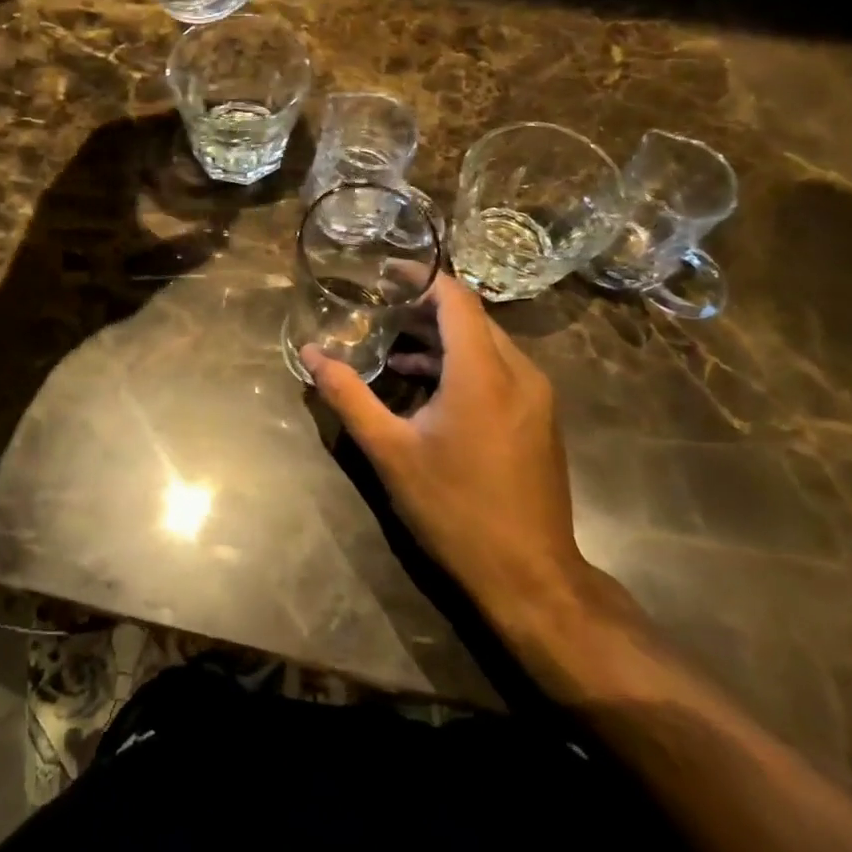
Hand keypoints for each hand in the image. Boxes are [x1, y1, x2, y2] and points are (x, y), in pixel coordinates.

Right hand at [301, 276, 600, 635]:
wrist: (530, 576)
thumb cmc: (455, 509)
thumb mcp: (390, 451)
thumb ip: (348, 395)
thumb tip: (311, 354)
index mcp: (483, 372)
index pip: (456, 298)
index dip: (421, 277)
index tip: (385, 274)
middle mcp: (518, 372)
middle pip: (471, 318)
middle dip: (424, 308)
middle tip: (380, 311)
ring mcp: (536, 396)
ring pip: (486, 344)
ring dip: (441, 339)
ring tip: (393, 349)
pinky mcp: (539, 418)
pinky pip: (499, 370)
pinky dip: (462, 364)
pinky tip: (427, 387)